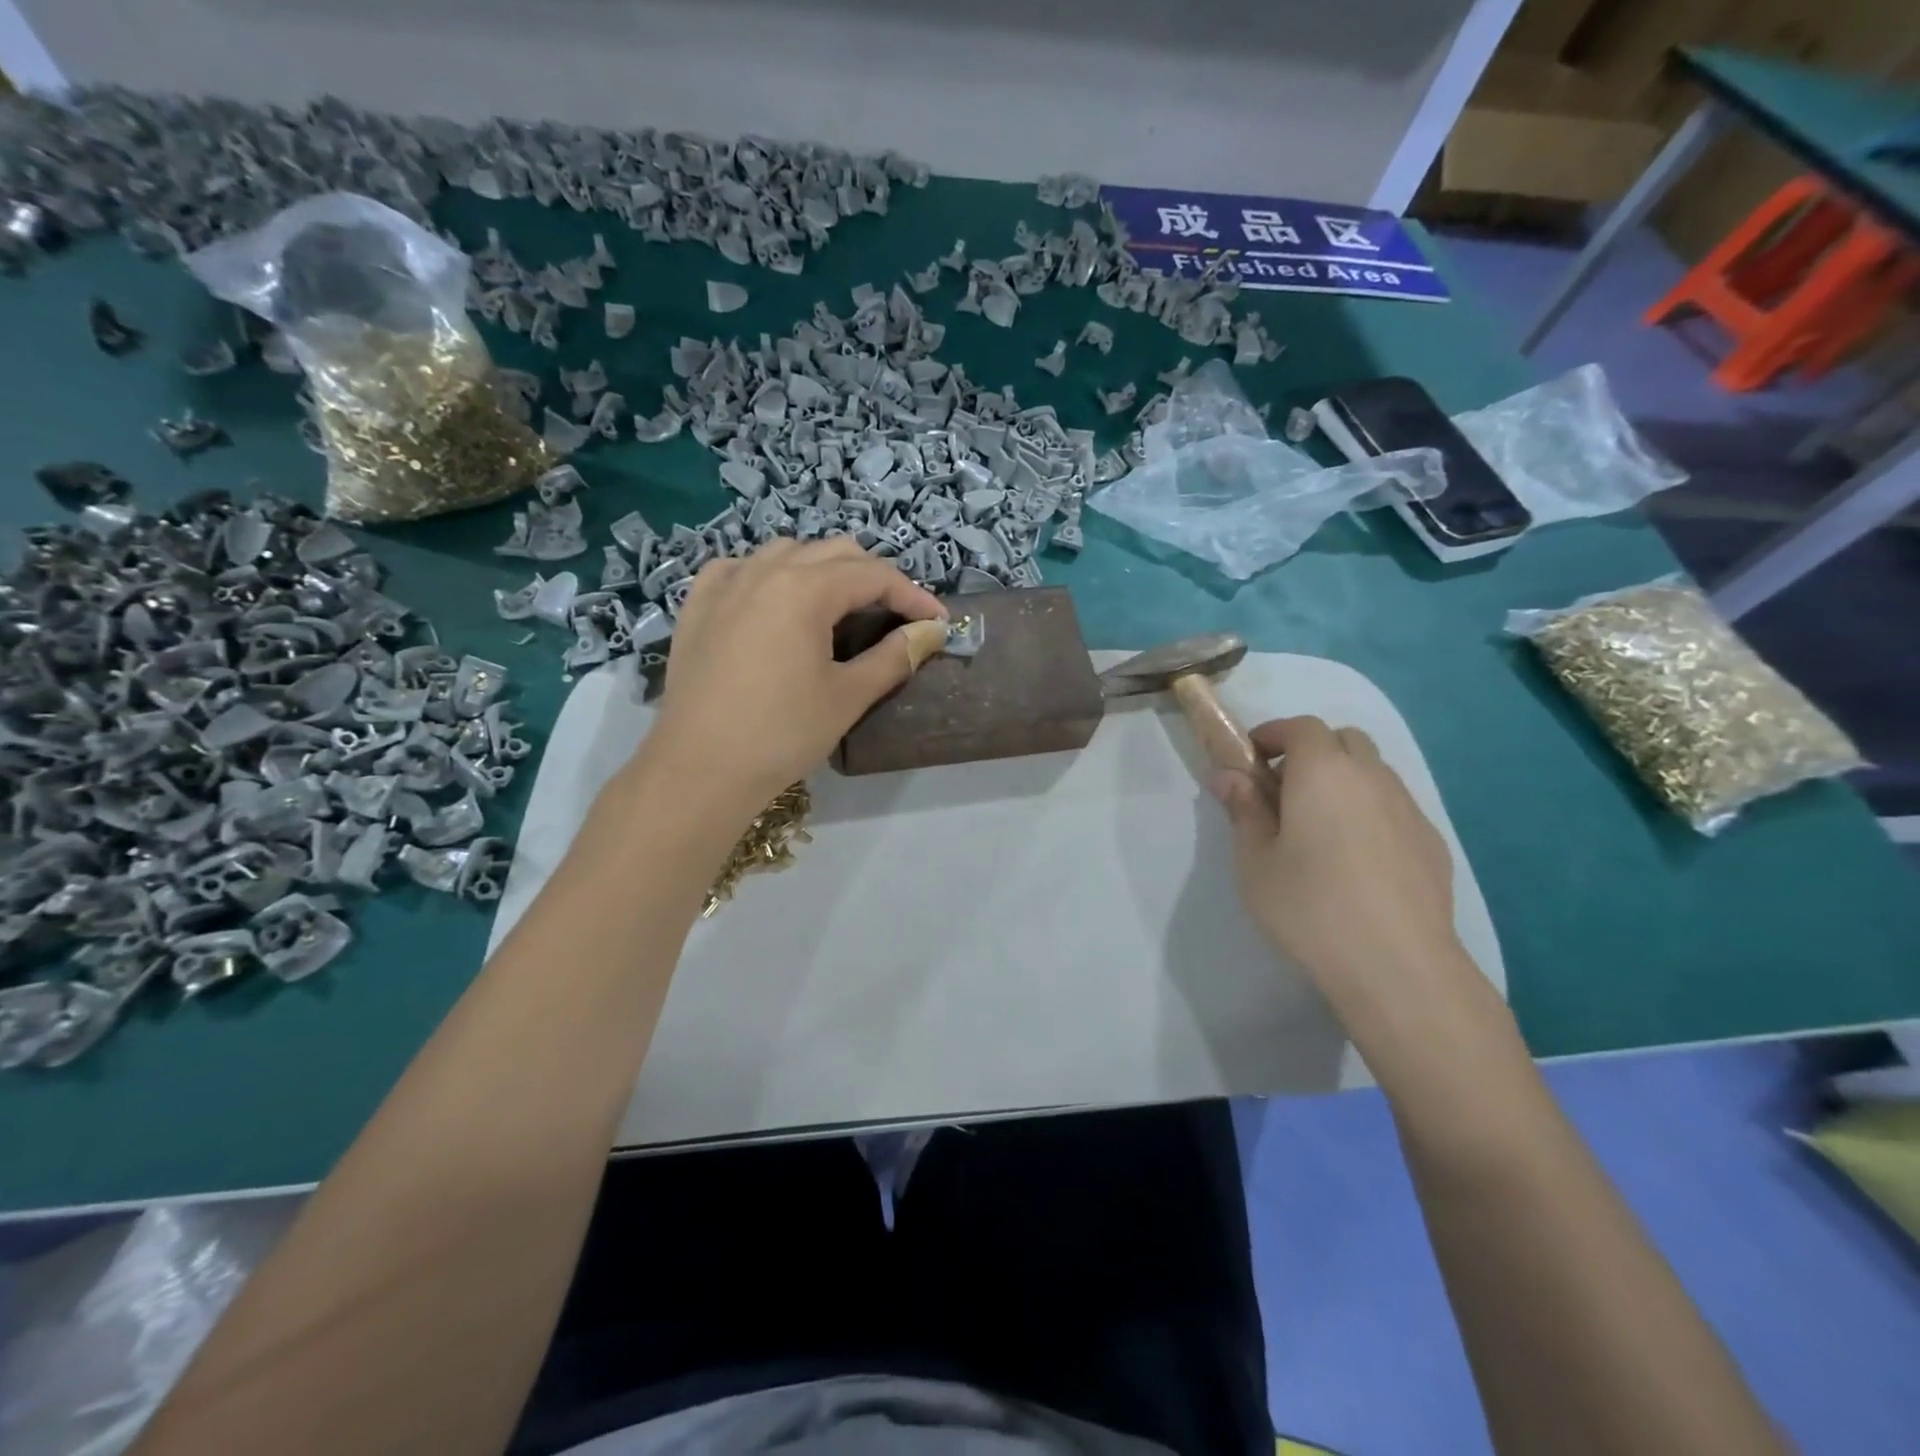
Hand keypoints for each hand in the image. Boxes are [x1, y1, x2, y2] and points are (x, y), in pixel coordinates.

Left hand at [639, 539, 945, 812]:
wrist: (699, 770)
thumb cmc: (782, 733)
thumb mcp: (848, 696)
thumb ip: (895, 656)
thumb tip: (931, 632)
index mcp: (804, 588)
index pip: (874, 575)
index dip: (913, 596)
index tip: (937, 624)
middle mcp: (764, 570)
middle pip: (834, 552)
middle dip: (873, 578)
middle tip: (895, 618)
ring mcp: (725, 584)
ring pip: (787, 552)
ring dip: (824, 570)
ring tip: (840, 609)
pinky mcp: (698, 606)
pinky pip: (742, 569)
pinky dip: (770, 575)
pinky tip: (774, 602)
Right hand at [1210, 716, 1473, 1031]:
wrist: (1397, 965)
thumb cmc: (1309, 906)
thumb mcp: (1255, 860)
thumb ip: (1243, 810)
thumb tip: (1229, 775)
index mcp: (1323, 772)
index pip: (1301, 727)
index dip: (1273, 735)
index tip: (1251, 762)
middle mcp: (1371, 777)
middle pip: (1343, 741)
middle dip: (1311, 753)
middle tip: (1283, 793)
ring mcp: (1409, 809)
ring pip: (1373, 772)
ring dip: (1342, 781)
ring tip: (1318, 829)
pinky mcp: (1431, 843)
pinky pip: (1394, 807)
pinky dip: (1369, 812)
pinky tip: (1356, 860)